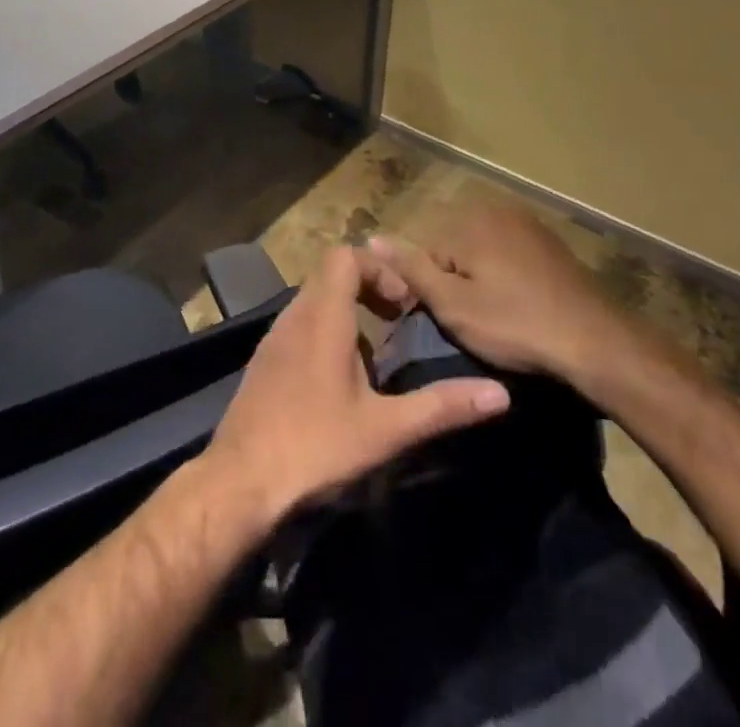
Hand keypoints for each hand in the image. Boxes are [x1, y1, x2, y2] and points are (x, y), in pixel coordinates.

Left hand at [199, 244, 510, 527]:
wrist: (239, 482)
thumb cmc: (314, 446)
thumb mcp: (385, 429)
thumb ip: (441, 407)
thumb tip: (500, 394)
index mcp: (322, 317)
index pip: (344, 256)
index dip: (378, 268)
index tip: (402, 304)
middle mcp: (295, 316)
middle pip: (330, 273)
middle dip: (368, 287)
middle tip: (396, 319)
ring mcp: (274, 338)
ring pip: (314, 299)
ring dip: (347, 310)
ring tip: (375, 353)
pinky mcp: (264, 361)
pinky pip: (300, 324)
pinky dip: (325, 330)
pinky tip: (340, 380)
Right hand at [361, 203, 626, 380]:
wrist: (595, 340)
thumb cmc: (516, 324)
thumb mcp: (453, 305)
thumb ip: (411, 269)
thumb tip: (370, 237)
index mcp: (466, 221)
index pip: (424, 253)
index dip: (430, 291)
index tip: (446, 322)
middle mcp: (493, 209)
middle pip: (452, 248)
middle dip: (457, 282)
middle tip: (474, 323)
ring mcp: (525, 222)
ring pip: (481, 252)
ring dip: (482, 280)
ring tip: (498, 320)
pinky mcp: (548, 241)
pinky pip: (509, 254)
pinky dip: (507, 277)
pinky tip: (521, 306)